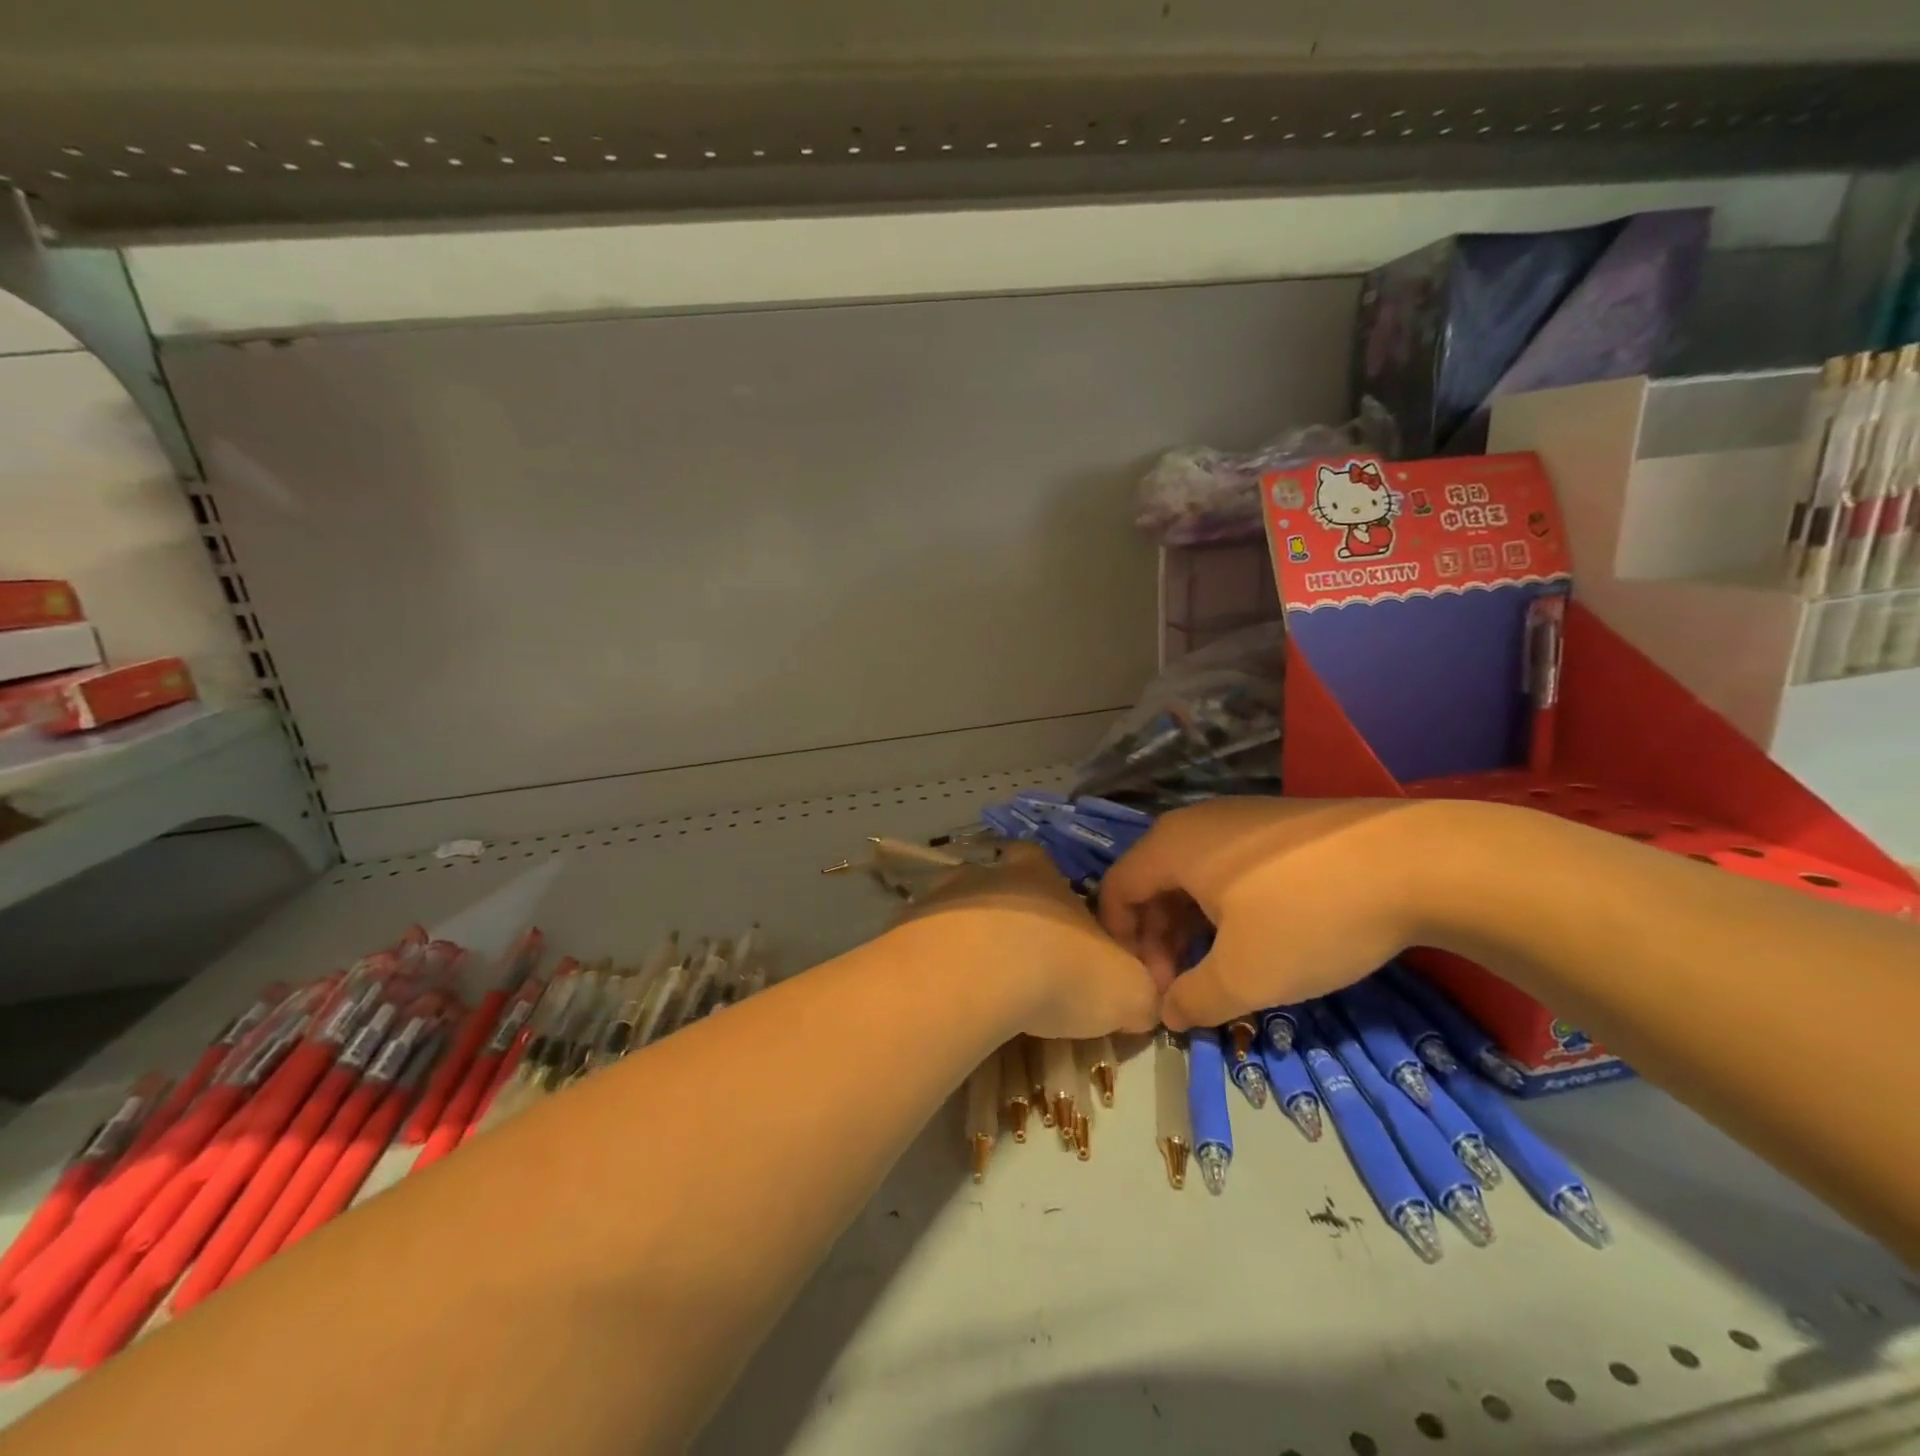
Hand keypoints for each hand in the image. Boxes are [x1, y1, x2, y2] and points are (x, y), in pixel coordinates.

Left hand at [896, 842, 1159, 1039]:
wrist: (975, 976)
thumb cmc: (1059, 970)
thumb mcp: (1126, 990)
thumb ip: (1140, 993)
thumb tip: (1142, 1005)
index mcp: (1040, 875)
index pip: (1044, 865)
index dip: (1050, 890)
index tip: (1055, 928)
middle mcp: (989, 874)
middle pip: (996, 884)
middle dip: (1005, 916)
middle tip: (1015, 962)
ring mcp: (942, 896)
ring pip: (957, 912)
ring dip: (966, 940)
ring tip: (976, 986)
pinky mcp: (906, 928)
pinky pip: (924, 943)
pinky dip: (934, 965)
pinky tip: (943, 997)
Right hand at [1096, 797, 1443, 1030]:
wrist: (1417, 862)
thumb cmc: (1308, 916)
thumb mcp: (1245, 976)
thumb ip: (1194, 999)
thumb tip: (1169, 1012)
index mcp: (1172, 846)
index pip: (1116, 889)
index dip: (1121, 942)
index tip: (1151, 986)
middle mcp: (1196, 821)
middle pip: (1153, 881)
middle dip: (1158, 938)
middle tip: (1183, 985)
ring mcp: (1240, 817)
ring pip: (1193, 873)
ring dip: (1191, 923)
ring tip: (1218, 965)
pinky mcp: (1279, 824)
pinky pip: (1228, 863)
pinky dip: (1224, 902)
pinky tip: (1257, 933)